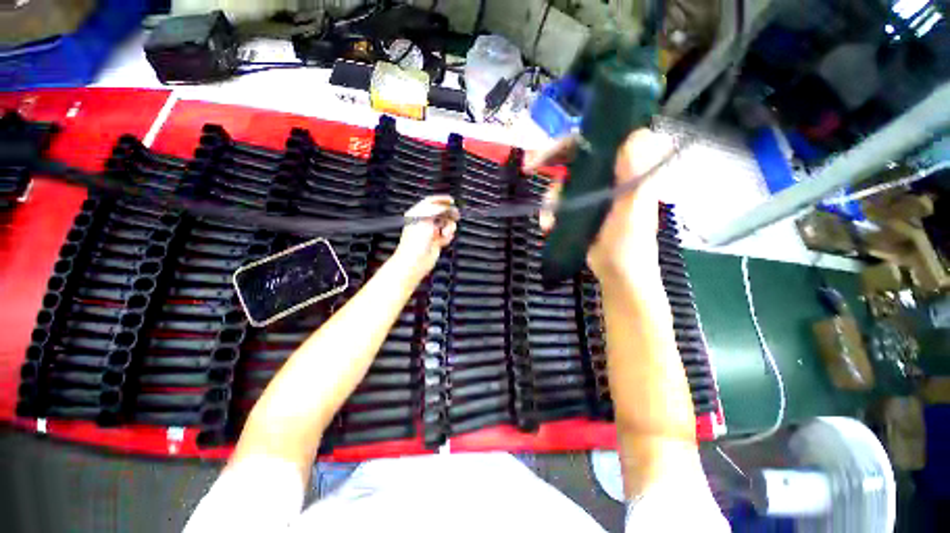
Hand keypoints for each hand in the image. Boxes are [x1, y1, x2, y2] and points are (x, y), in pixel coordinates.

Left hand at [393, 195, 458, 277]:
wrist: (415, 261)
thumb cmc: (415, 241)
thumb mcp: (425, 219)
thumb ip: (436, 210)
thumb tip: (446, 206)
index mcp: (417, 214)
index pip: (430, 202)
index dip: (441, 200)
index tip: (451, 200)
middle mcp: (424, 222)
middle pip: (441, 213)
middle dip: (448, 214)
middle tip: (455, 215)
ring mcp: (431, 232)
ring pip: (446, 224)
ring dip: (449, 227)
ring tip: (445, 233)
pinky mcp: (437, 241)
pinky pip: (447, 235)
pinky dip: (448, 237)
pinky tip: (444, 240)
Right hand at [525, 129, 673, 283]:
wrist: (618, 275)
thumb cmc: (629, 246)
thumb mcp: (634, 211)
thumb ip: (636, 177)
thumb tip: (634, 135)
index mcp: (626, 171)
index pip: (600, 140)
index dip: (575, 139)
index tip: (551, 150)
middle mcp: (609, 176)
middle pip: (576, 156)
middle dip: (550, 160)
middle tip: (529, 167)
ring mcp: (594, 192)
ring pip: (563, 180)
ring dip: (550, 197)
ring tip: (547, 221)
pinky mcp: (582, 208)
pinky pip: (559, 200)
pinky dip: (550, 211)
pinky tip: (548, 225)